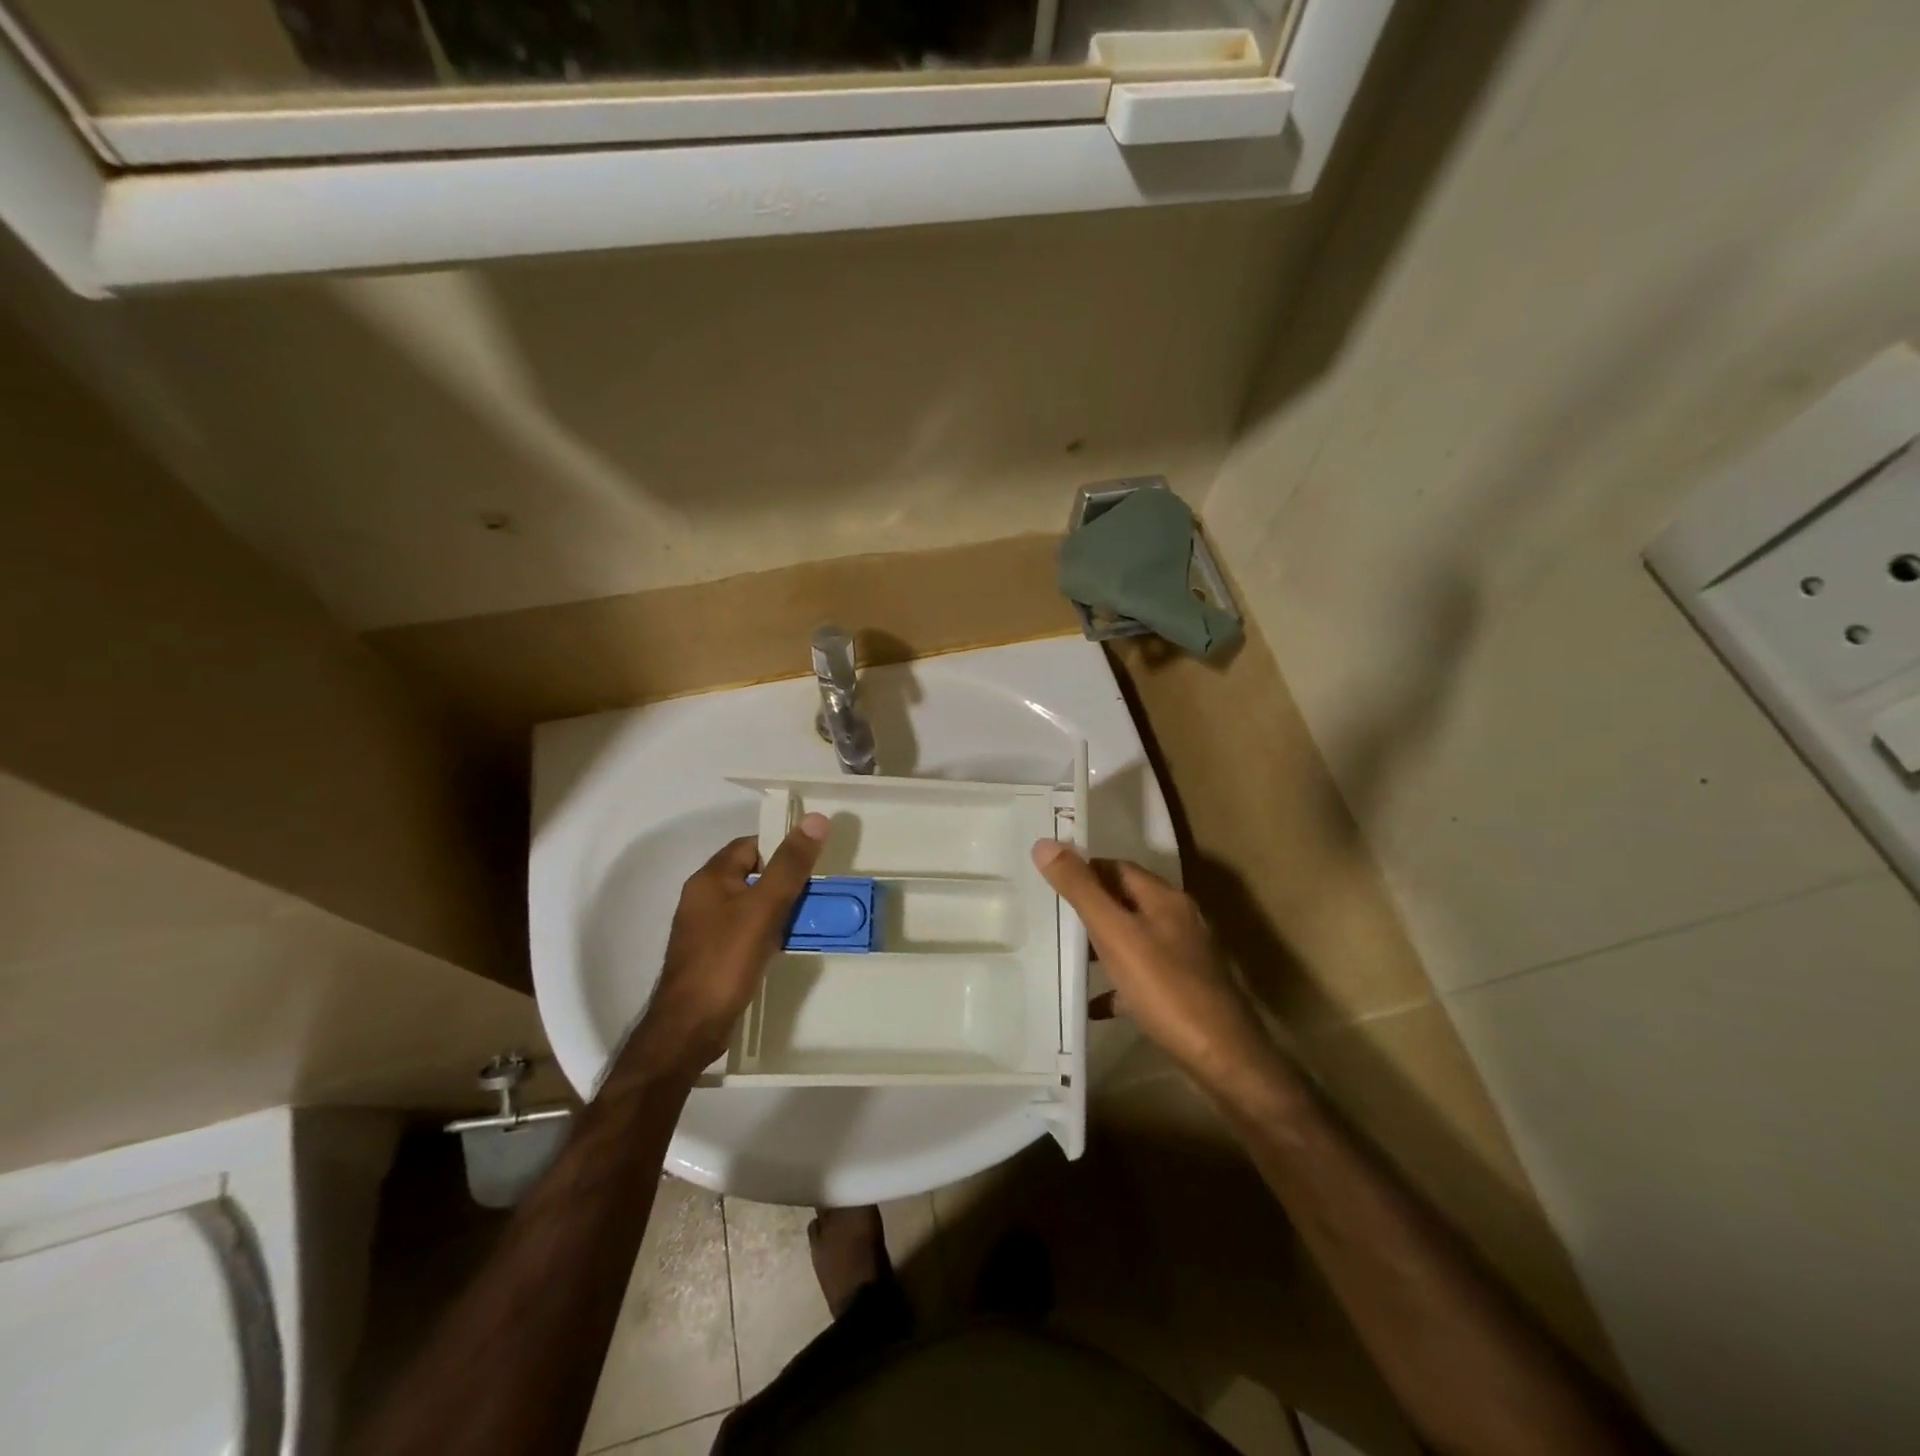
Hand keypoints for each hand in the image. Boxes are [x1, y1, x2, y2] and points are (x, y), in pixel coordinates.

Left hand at [625, 814, 829, 1078]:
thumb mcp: (764, 907)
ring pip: (750, 904)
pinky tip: (786, 944)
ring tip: (810, 916)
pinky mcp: (713, 955)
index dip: (781, 847)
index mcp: (709, 879)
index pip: (750, 846)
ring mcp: (705, 929)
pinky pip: (746, 930)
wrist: (690, 1028)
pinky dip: (767, 931)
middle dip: (785, 879)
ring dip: (778, 907)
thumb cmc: (725, 960)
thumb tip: (816, 819)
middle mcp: (703, 898)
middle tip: (818, 889)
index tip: (812, 860)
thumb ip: (790, 865)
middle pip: (752, 874)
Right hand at [1032, 840, 1274, 1088]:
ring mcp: (1184, 959)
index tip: (1049, 881)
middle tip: (1050, 916)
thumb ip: (1081, 890)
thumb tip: (1045, 844)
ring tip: (1064, 955)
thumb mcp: (1115, 934)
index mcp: (1165, 899)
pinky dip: (1116, 985)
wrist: (1223, 1060)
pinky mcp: (1184, 993)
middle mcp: (1178, 921)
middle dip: (1090, 907)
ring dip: (1102, 945)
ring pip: (1134, 940)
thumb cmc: (1166, 989)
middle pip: (1126, 902)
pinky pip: (1142, 979)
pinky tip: (1093, 1004)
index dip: (1084, 869)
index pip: (1117, 867)